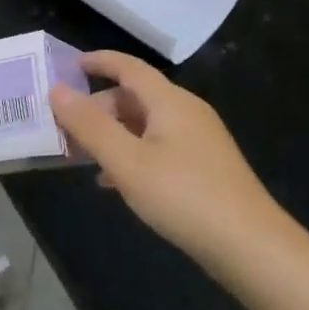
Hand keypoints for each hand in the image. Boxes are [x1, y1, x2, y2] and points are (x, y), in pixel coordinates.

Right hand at [51, 50, 288, 269]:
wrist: (251, 247)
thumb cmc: (184, 196)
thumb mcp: (127, 162)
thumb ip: (89, 125)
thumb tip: (56, 90)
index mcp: (170, 101)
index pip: (128, 67)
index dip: (98, 62)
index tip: (67, 66)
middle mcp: (186, 112)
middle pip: (134, 97)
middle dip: (97, 108)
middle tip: (64, 128)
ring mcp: (198, 140)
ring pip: (144, 124)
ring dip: (111, 134)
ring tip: (81, 156)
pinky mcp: (203, 167)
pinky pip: (157, 147)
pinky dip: (131, 154)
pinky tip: (114, 182)